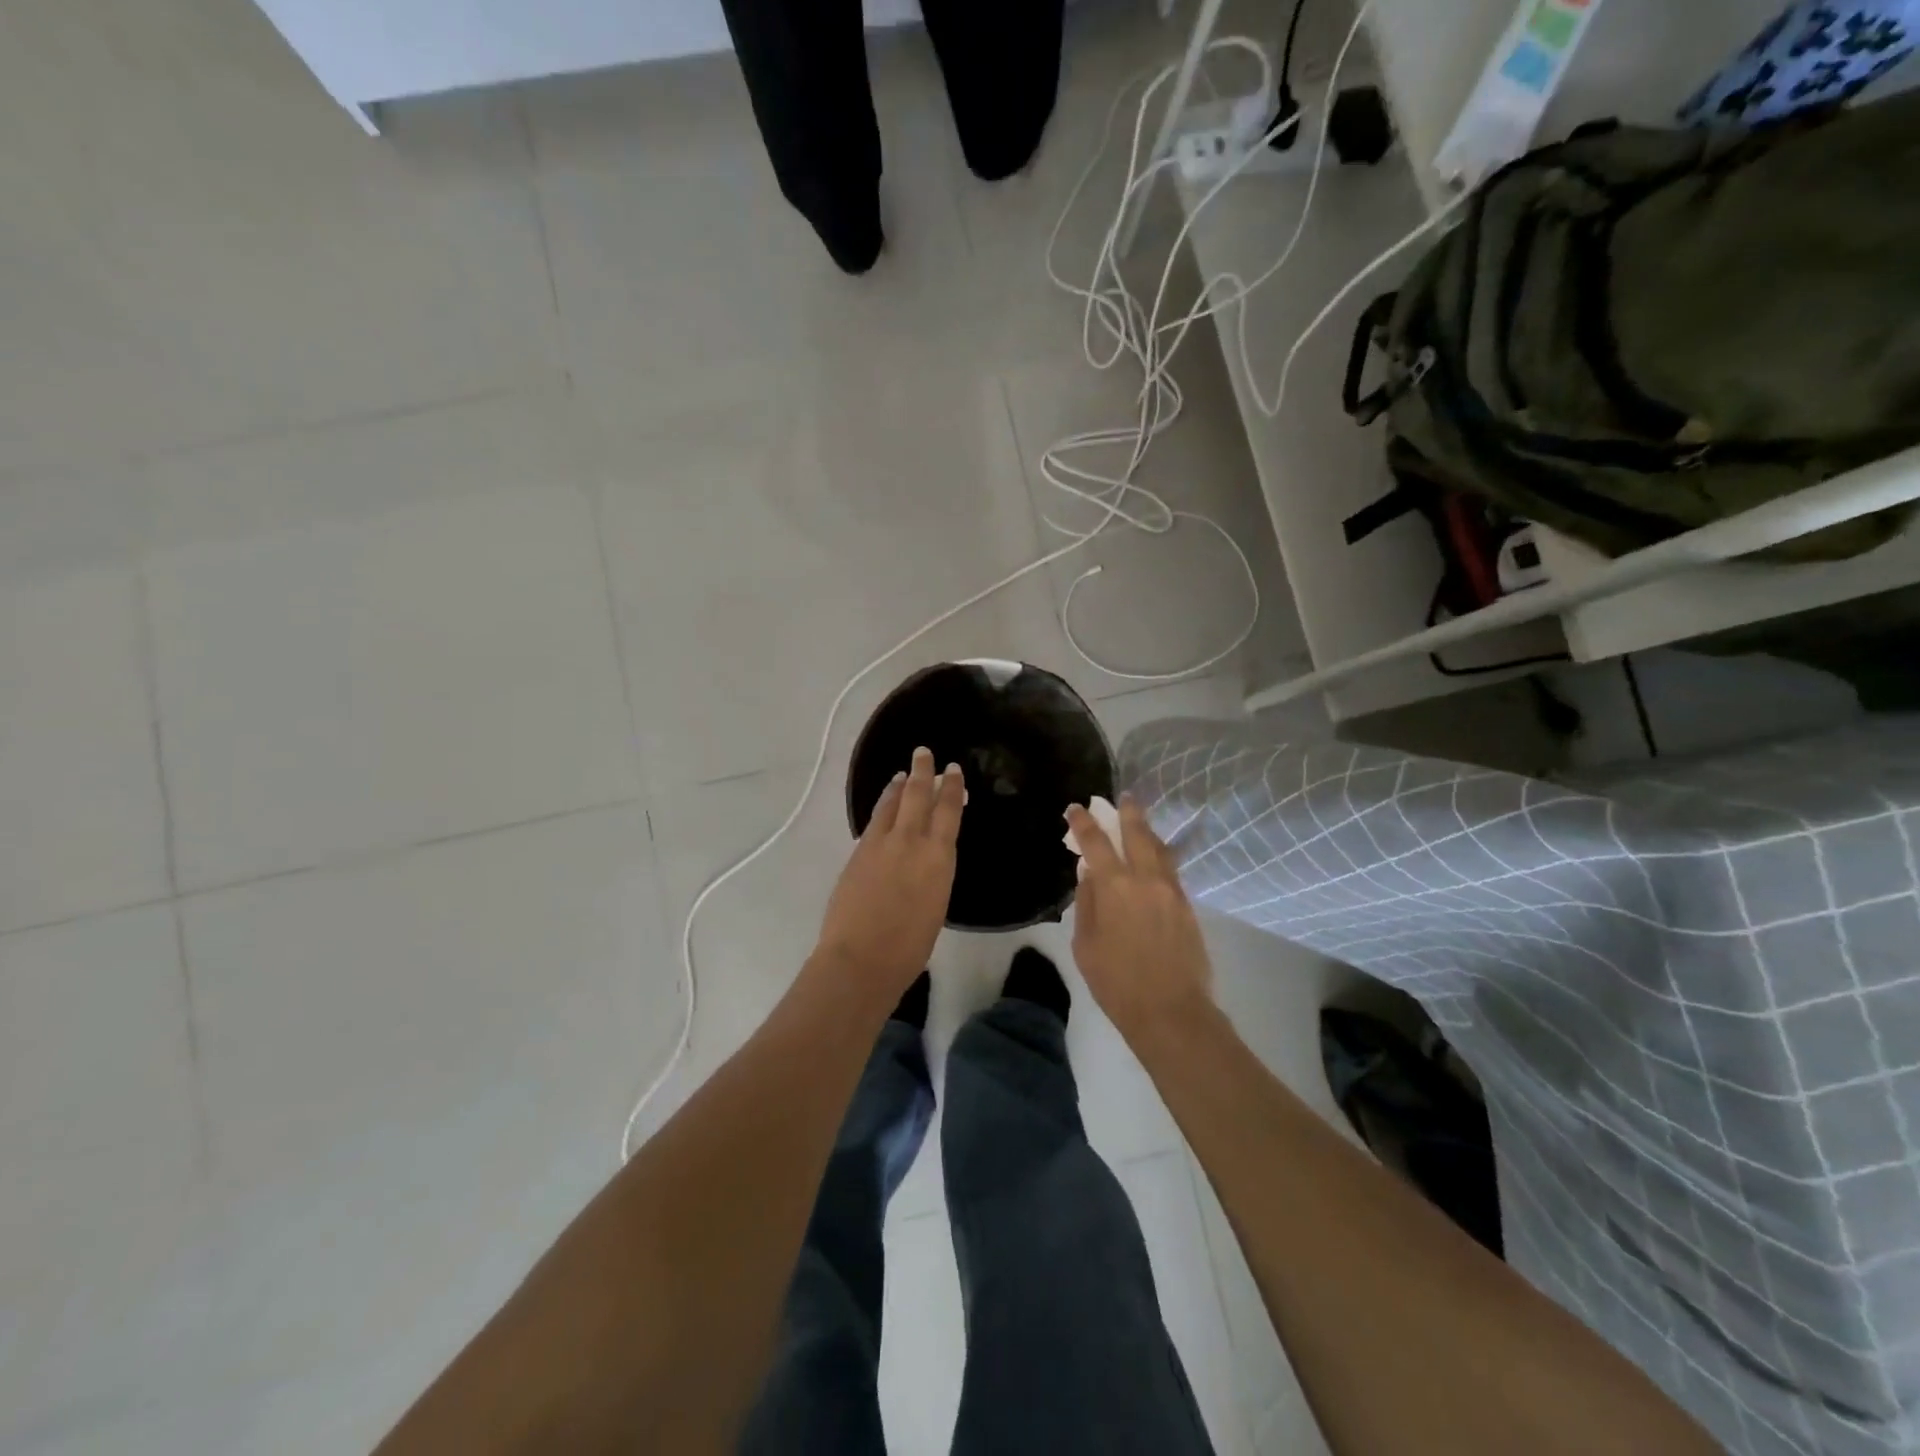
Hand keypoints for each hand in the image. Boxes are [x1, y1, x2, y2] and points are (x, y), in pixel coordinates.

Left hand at [817, 747, 964, 999]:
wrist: (861, 958)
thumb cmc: (909, 946)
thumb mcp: (936, 904)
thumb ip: (934, 872)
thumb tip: (929, 857)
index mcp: (938, 857)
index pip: (948, 811)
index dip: (951, 788)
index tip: (953, 770)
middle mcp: (910, 841)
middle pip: (918, 795)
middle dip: (923, 772)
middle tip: (925, 753)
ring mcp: (880, 844)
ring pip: (891, 804)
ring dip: (899, 786)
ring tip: (903, 774)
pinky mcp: (858, 852)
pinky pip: (874, 820)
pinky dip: (883, 806)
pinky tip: (884, 806)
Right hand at [1066, 794, 1212, 1042]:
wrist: (1171, 1011)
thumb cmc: (1116, 982)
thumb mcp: (1086, 944)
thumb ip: (1087, 903)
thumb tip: (1089, 875)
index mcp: (1115, 887)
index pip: (1096, 843)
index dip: (1083, 822)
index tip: (1075, 809)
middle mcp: (1145, 879)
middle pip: (1137, 834)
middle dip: (1127, 812)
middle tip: (1122, 797)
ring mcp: (1171, 890)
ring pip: (1159, 848)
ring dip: (1147, 830)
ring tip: (1140, 820)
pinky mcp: (1187, 905)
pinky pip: (1171, 869)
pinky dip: (1160, 855)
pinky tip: (1155, 856)